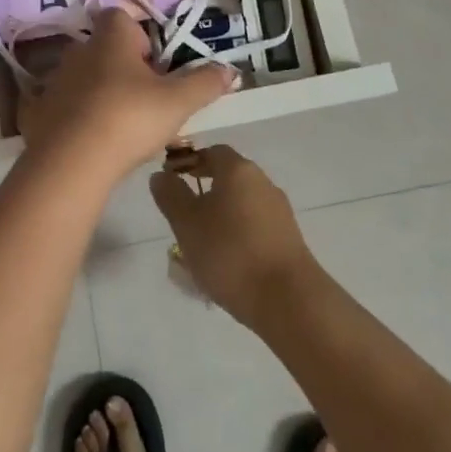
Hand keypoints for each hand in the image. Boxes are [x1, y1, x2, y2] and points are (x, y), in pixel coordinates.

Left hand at [18, 10, 235, 180]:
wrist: (70, 163)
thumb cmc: (128, 117)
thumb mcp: (178, 102)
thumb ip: (205, 82)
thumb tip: (231, 70)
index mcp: (111, 37)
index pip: (122, 16)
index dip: (141, 36)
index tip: (156, 65)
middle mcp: (79, 49)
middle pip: (105, 48)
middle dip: (124, 67)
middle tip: (147, 98)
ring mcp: (56, 80)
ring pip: (86, 77)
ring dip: (102, 91)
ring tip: (123, 123)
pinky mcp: (41, 111)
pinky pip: (67, 105)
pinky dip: (80, 116)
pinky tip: (95, 141)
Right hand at [150, 145, 317, 326]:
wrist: (289, 299)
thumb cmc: (230, 253)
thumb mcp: (187, 224)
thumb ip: (171, 196)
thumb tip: (161, 175)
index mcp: (238, 170)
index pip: (211, 152)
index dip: (190, 163)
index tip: (172, 181)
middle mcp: (262, 182)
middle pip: (228, 177)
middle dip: (204, 192)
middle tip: (183, 217)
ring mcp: (279, 210)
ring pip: (241, 204)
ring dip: (221, 216)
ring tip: (202, 246)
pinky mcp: (288, 238)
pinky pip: (255, 226)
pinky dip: (238, 235)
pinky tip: (227, 263)